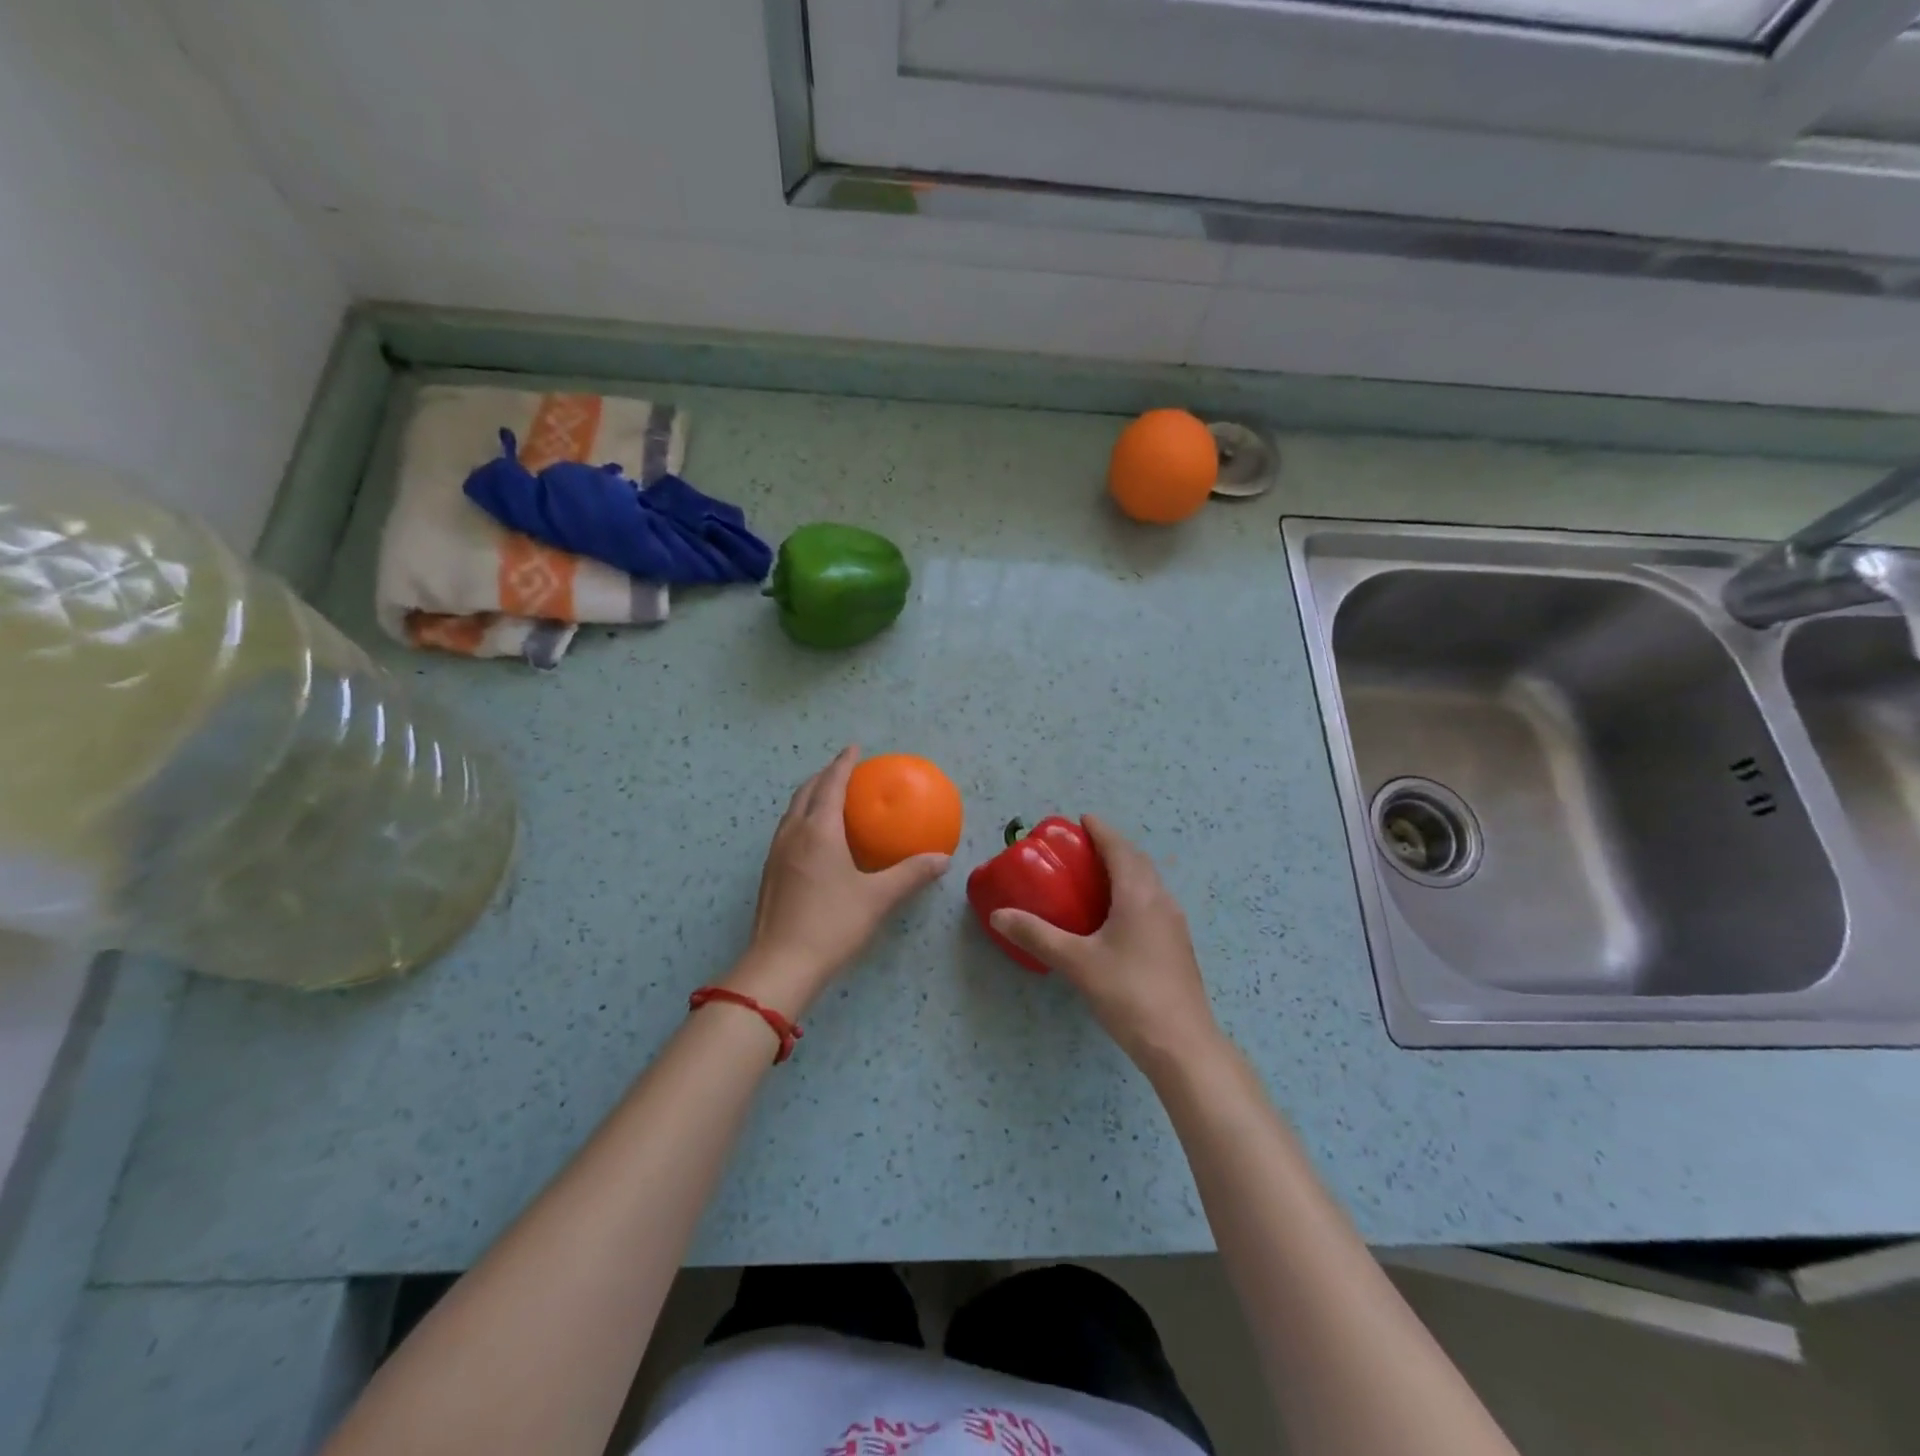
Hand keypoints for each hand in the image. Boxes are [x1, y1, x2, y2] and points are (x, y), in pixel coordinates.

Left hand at [728, 747, 949, 1015]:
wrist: (781, 965)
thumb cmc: (832, 924)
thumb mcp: (877, 898)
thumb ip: (910, 874)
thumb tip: (942, 859)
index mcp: (818, 831)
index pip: (830, 785)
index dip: (843, 763)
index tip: (854, 748)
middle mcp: (793, 834)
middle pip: (805, 792)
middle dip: (823, 776)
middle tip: (843, 770)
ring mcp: (776, 854)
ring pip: (792, 812)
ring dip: (810, 796)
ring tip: (829, 798)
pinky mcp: (770, 874)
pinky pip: (787, 831)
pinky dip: (803, 819)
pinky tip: (816, 840)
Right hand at [988, 816, 1220, 1076]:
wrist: (1181, 1044)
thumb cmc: (1128, 993)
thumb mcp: (1076, 962)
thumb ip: (1037, 935)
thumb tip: (999, 915)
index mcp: (1139, 894)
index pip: (1119, 849)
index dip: (1101, 831)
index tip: (1082, 820)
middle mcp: (1161, 901)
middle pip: (1137, 861)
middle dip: (1112, 847)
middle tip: (1082, 848)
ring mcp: (1174, 924)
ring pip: (1149, 883)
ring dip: (1125, 871)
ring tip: (1096, 877)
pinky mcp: (1177, 946)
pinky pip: (1152, 903)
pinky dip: (1132, 894)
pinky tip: (1116, 917)